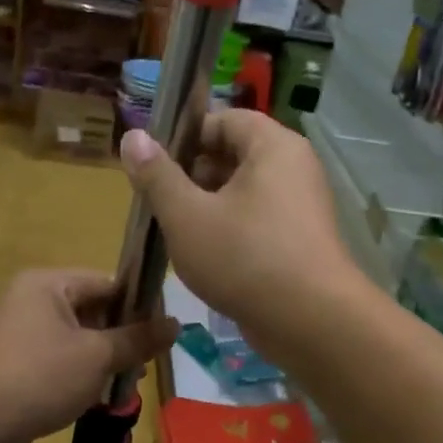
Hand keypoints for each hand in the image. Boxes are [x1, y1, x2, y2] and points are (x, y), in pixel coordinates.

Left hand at [0, 268, 177, 442]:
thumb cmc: (40, 376)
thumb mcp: (97, 357)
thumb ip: (138, 339)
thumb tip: (176, 324)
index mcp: (47, 283)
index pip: (106, 283)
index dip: (138, 306)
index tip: (162, 332)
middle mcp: (28, 298)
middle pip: (90, 310)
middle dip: (119, 337)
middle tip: (145, 364)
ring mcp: (16, 330)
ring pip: (74, 337)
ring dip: (100, 359)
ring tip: (125, 382)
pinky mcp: (10, 360)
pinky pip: (54, 357)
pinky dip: (76, 372)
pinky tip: (94, 396)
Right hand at [119, 111, 363, 360]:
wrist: (310, 323)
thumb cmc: (244, 258)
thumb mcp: (187, 215)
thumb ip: (157, 175)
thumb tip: (132, 136)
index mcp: (273, 146)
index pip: (224, 119)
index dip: (185, 135)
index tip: (152, 162)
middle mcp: (294, 167)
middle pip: (234, 155)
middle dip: (191, 174)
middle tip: (156, 200)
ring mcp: (301, 206)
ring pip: (243, 192)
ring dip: (206, 205)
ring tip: (172, 229)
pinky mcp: (300, 240)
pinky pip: (257, 220)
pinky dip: (229, 228)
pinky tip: (202, 254)